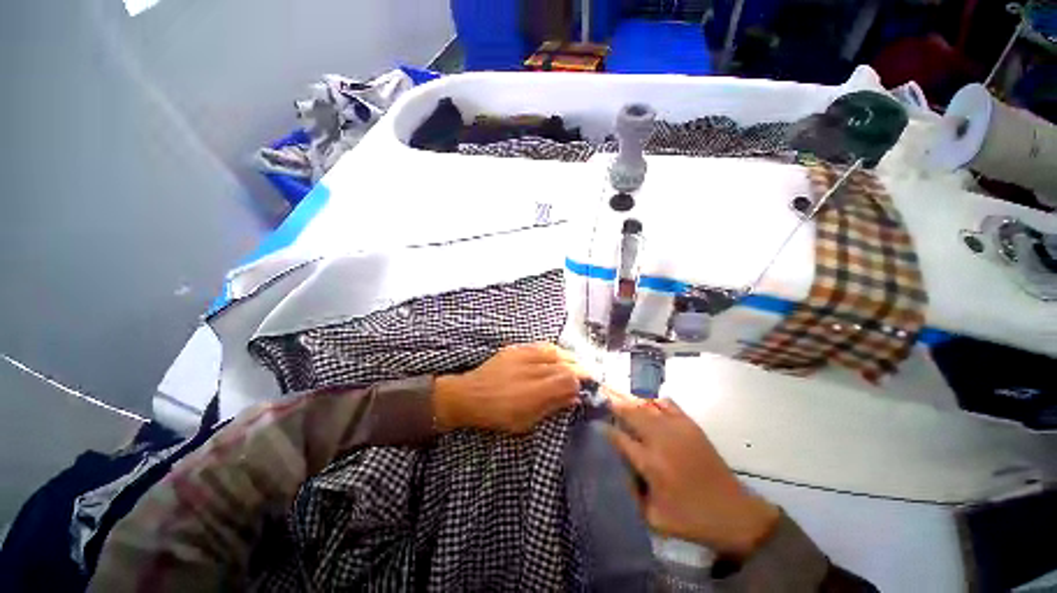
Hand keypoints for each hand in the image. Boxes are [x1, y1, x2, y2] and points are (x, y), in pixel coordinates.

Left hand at [434, 343, 588, 433]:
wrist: (469, 395)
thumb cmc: (497, 415)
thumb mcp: (526, 422)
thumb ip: (552, 406)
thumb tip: (574, 397)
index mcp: (534, 392)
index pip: (568, 380)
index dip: (581, 382)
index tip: (586, 387)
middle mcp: (531, 370)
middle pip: (564, 364)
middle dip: (580, 369)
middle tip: (587, 376)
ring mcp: (523, 356)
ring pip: (555, 352)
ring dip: (569, 358)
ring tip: (575, 364)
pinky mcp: (516, 348)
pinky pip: (540, 346)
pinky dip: (553, 350)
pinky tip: (557, 355)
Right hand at [606, 396, 779, 559]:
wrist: (734, 513)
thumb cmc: (691, 519)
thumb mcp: (653, 517)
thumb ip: (630, 492)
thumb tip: (618, 468)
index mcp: (650, 463)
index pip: (619, 437)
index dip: (604, 428)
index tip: (594, 423)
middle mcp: (661, 440)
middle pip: (631, 413)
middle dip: (614, 404)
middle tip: (602, 396)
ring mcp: (677, 429)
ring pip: (646, 405)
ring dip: (630, 401)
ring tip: (618, 397)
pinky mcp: (691, 425)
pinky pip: (667, 404)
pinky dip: (653, 401)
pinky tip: (647, 403)